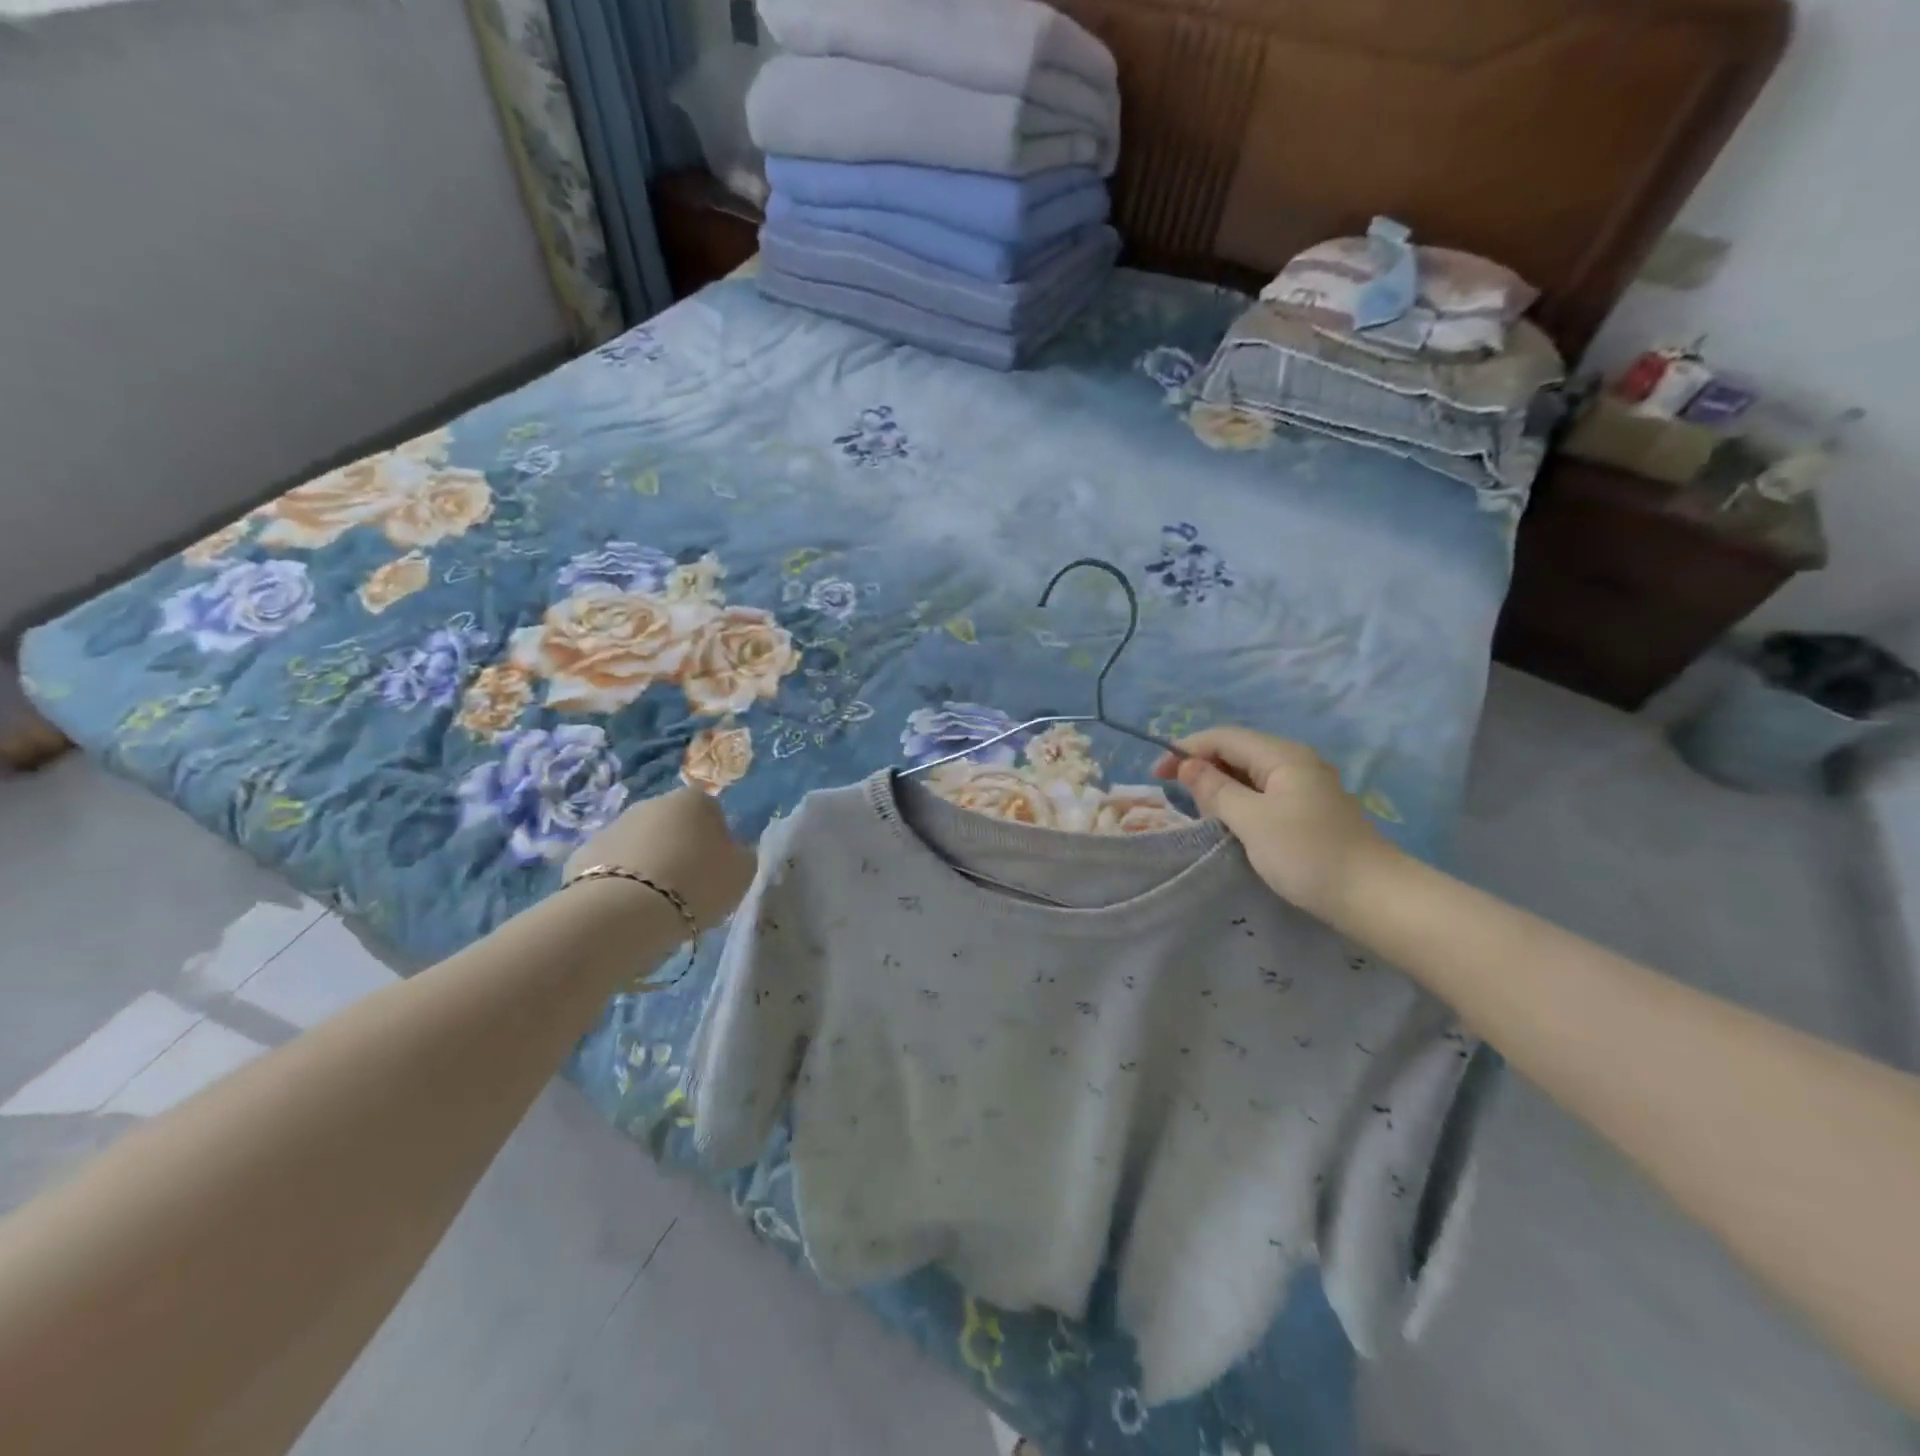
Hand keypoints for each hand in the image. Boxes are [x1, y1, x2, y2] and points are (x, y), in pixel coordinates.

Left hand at [565, 788, 755, 930]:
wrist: (624, 912)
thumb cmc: (696, 884)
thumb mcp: (742, 872)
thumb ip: (742, 855)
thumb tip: (734, 850)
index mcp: (695, 800)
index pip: (713, 813)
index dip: (717, 841)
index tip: (716, 869)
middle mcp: (652, 803)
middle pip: (673, 825)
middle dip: (680, 848)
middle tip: (687, 886)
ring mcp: (614, 826)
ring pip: (640, 845)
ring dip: (649, 864)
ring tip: (656, 903)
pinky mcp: (583, 854)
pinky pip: (612, 867)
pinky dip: (620, 882)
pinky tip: (627, 908)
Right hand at [1153, 727, 1389, 921]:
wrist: (1374, 897)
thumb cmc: (1307, 854)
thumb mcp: (1251, 820)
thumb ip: (1215, 789)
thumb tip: (1187, 766)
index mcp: (1282, 755)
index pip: (1223, 737)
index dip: (1186, 750)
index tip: (1157, 776)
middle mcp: (1295, 761)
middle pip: (1237, 751)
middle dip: (1203, 768)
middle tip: (1181, 800)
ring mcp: (1305, 786)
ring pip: (1250, 774)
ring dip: (1221, 787)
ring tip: (1204, 815)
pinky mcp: (1310, 810)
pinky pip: (1264, 793)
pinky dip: (1241, 802)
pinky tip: (1233, 824)